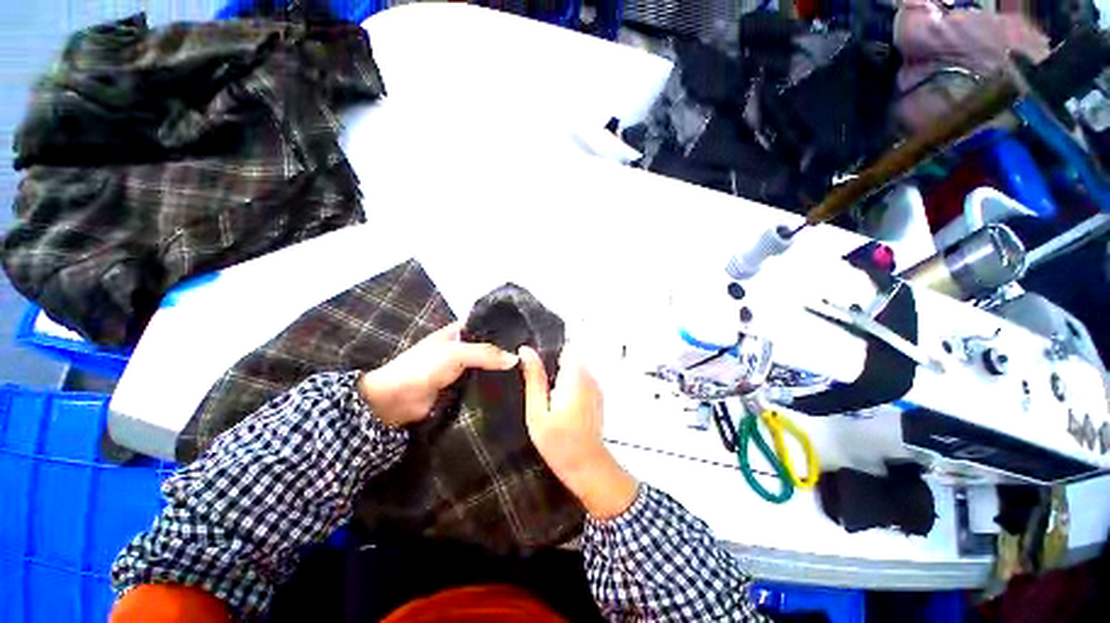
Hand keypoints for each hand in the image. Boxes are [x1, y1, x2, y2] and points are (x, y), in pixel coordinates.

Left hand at [359, 322, 517, 426]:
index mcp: (458, 331)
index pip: (486, 325)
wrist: (396, 400)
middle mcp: (462, 347)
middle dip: (506, 351)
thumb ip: (486, 353)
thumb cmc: (423, 367)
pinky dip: (493, 384)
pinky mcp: (462, 387)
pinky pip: (482, 383)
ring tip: (528, 371)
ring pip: (487, 366)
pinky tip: (512, 387)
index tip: (527, 333)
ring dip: (501, 370)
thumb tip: (516, 359)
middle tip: (532, 356)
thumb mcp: (456, 353)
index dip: (504, 328)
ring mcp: (462, 368)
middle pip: (489, 347)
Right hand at [520, 345, 638, 518]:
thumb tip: (526, 351)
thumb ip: (534, 378)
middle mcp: (589, 376)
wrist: (586, 467)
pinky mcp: (596, 395)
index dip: (549, 348)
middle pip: (570, 355)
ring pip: (575, 366)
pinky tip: (556, 400)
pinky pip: (580, 378)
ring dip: (559, 373)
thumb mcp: (537, 411)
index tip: (533, 359)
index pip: (566, 345)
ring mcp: (595, 386)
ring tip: (544, 391)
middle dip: (552, 362)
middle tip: (534, 379)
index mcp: (575, 376)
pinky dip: (568, 382)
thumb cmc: (559, 443)